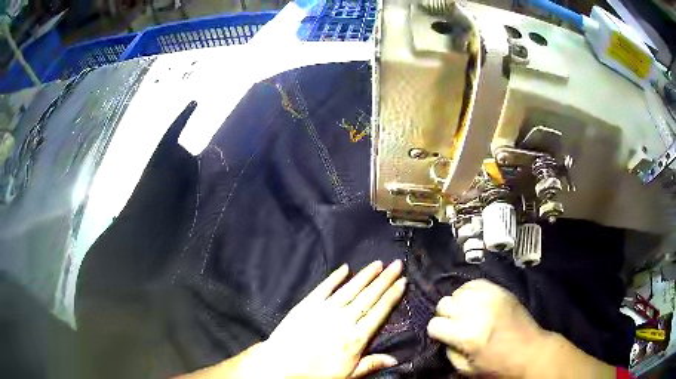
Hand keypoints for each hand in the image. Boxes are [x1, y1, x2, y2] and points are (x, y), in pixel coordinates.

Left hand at [248, 260, 405, 377]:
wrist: (281, 365)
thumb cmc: (315, 373)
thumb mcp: (347, 375)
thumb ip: (371, 364)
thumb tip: (396, 359)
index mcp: (356, 337)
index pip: (379, 312)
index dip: (392, 296)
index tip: (403, 281)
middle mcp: (344, 319)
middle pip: (369, 296)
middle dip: (385, 279)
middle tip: (397, 264)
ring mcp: (325, 310)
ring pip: (350, 289)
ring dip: (365, 275)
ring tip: (378, 263)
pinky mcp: (307, 304)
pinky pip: (324, 287)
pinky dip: (335, 277)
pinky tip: (345, 268)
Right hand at [427, 279, 547, 376]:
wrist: (530, 351)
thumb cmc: (499, 365)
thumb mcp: (467, 369)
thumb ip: (450, 352)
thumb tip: (444, 338)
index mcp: (467, 335)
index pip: (435, 324)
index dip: (436, 333)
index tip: (444, 337)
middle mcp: (476, 312)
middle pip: (443, 304)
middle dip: (445, 316)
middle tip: (454, 325)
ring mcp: (490, 297)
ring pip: (457, 292)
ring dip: (457, 304)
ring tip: (465, 314)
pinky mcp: (500, 291)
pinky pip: (474, 283)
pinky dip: (469, 292)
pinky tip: (474, 302)